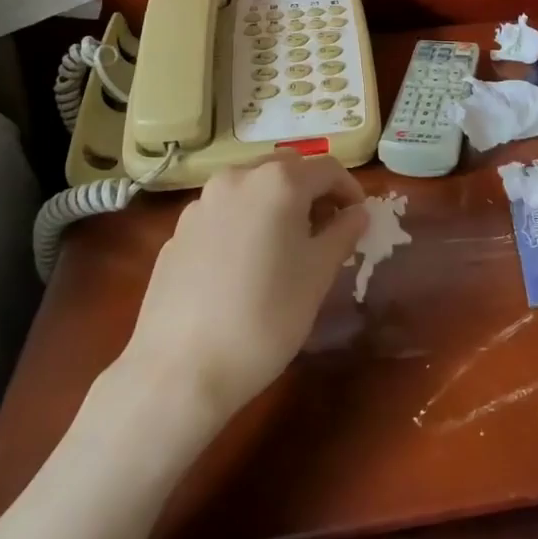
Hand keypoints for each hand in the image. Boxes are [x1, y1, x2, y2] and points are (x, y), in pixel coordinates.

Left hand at [122, 154, 367, 423]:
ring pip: (251, 186)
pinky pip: (223, 212)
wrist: (180, 369)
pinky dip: (244, 222)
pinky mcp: (178, 231)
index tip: (359, 219)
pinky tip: (245, 265)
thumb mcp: (319, 274)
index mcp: (278, 182)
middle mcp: (238, 178)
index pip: (327, 169)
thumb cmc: (266, 316)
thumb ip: (342, 233)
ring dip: (275, 203)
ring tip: (285, 245)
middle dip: (311, 190)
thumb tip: (356, 213)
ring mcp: (201, 203)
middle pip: (286, 168)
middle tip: (325, 228)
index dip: (349, 190)